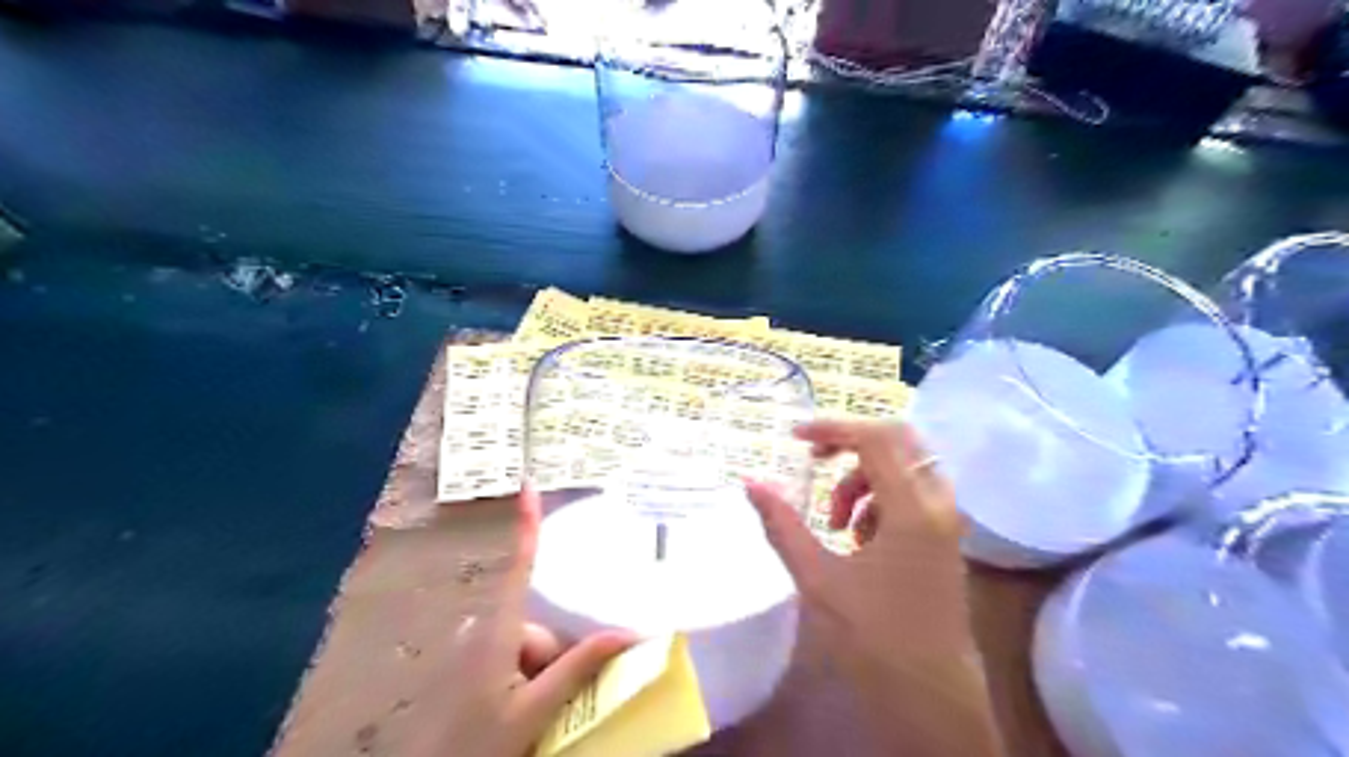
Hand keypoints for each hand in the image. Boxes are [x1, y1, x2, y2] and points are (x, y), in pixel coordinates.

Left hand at [409, 489, 638, 754]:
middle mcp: (485, 632)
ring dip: (543, 675)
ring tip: (540, 716)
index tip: (527, 485)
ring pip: (529, 648)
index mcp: (498, 633)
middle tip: (556, 702)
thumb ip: (578, 669)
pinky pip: (514, 661)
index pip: (519, 567)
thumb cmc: (478, 746)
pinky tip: (525, 713)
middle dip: (556, 657)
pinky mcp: (472, 670)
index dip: (526, 526)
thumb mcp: (535, 710)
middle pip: (538, 626)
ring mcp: (476, 652)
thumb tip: (627, 634)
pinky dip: (528, 680)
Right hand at [742, 419, 1006, 756]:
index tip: (793, 437)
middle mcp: (938, 504)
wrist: (931, 696)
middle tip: (814, 459)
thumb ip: (782, 524)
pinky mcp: (944, 537)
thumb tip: (750, 482)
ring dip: (862, 477)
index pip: (875, 438)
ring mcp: (946, 521)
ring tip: (833, 520)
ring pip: (904, 467)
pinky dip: (878, 498)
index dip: (831, 428)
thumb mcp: (818, 577)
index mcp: (912, 509)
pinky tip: (857, 537)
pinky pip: (911, 493)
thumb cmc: (873, 638)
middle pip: (898, 440)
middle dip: (850, 443)